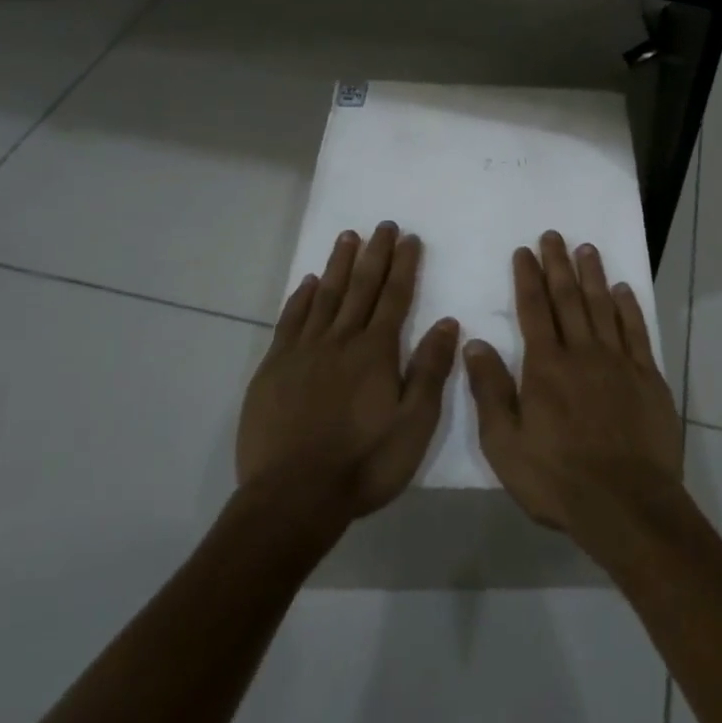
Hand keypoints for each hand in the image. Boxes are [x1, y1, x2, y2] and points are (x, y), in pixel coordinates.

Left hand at [237, 223, 459, 524]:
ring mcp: (304, 351)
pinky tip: (306, 283)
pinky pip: (290, 321)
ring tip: (348, 237)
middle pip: (361, 286)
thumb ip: (430, 370)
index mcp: (376, 351)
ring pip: (325, 296)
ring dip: (338, 264)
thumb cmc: (363, 464)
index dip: (404, 265)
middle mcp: (341, 340)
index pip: (395, 297)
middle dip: (375, 254)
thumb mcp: (414, 424)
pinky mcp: (274, 368)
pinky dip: (300, 298)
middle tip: (383, 225)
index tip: (409, 238)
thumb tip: (447, 322)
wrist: (292, 497)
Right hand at [464, 232, 684, 542]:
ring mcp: (618, 361)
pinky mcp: (647, 376)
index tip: (524, 251)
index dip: (527, 277)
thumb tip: (474, 342)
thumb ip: (490, 391)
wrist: (626, 504)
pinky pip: (636, 331)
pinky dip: (628, 307)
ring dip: (592, 275)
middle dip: (558, 264)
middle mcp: (582, 352)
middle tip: (553, 235)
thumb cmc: (558, 479)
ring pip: (602, 306)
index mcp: (546, 366)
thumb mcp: (506, 444)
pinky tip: (622, 289)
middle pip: (568, 298)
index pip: (533, 309)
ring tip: (586, 248)